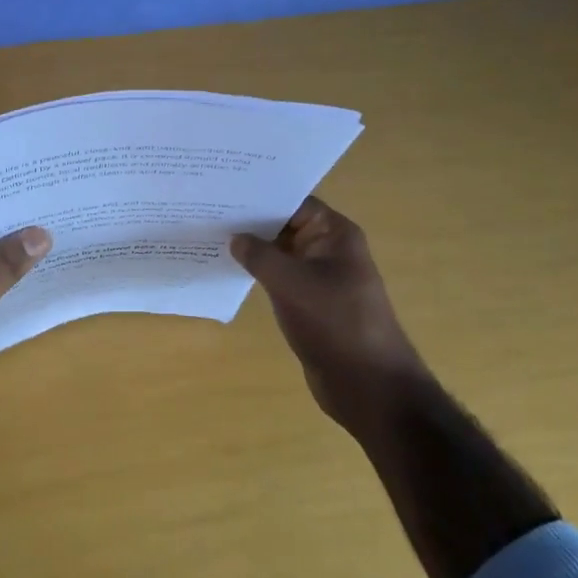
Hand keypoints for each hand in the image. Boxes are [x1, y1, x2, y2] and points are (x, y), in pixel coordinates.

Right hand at [231, 197, 428, 438]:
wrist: (368, 385)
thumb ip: (260, 255)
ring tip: (211, 237)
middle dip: (251, 222)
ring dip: (252, 249)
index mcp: (335, 234)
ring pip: (281, 253)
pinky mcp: (310, 303)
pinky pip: (280, 278)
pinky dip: (258, 273)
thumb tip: (235, 238)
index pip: (294, 202)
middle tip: (208, 212)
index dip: (261, 196)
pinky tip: (228, 270)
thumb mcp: (291, 282)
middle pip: (286, 225)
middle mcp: (329, 250)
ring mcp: (320, 278)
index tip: (224, 192)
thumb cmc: (335, 323)